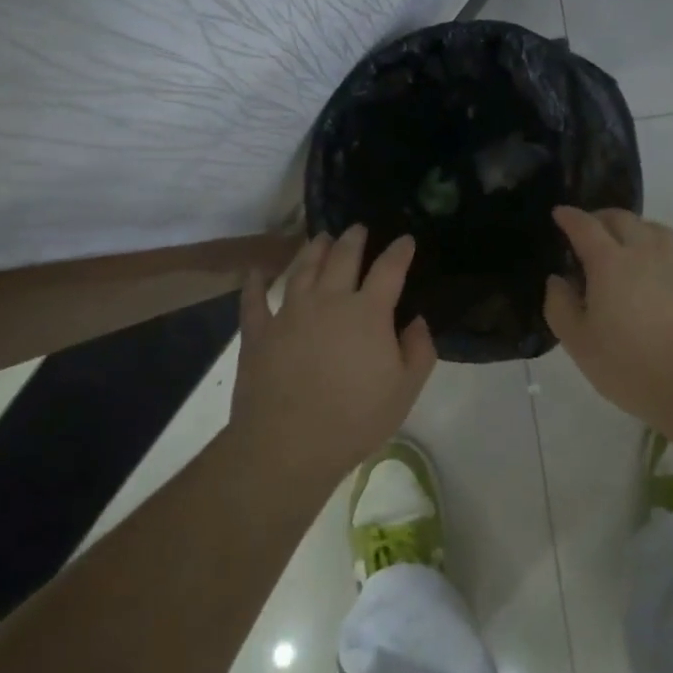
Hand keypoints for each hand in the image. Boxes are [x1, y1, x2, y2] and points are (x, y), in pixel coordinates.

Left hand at [232, 226, 437, 487]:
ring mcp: (289, 312)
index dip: (399, 251)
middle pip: (342, 257)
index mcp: (367, 312)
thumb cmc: (354, 418)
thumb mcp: (405, 390)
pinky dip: (255, 283)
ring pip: (302, 268)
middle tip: (358, 228)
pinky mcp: (259, 331)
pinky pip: (254, 299)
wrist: (288, 444)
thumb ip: (419, 350)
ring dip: (313, 249)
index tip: (405, 239)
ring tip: (321, 238)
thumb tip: (417, 321)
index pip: (389, 269)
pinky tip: (255, 272)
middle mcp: (328, 300)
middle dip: (353, 238)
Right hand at [543, 206, 672, 440]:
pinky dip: (662, 252)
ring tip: (627, 250)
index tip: (560, 214)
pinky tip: (663, 275)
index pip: (585, 226)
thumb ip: (560, 306)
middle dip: (601, 218)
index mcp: (611, 261)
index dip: (569, 217)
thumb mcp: (581, 345)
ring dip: (634, 231)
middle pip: (622, 218)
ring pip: (654, 229)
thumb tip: (558, 279)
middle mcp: (647, 250)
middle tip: (590, 233)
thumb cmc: (636, 368)